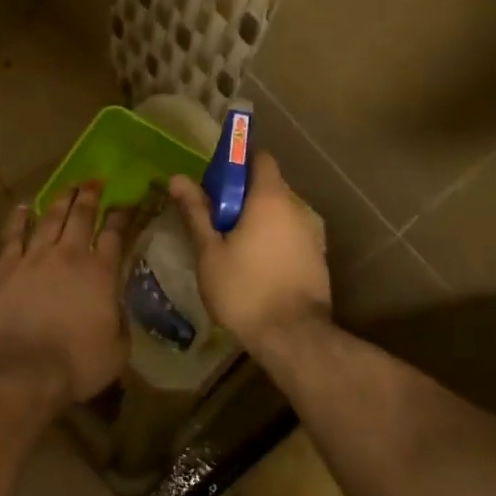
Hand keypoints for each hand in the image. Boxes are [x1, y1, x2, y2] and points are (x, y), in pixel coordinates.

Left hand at [0, 183, 131, 406]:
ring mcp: (34, 258)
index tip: (127, 201)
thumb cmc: (77, 365)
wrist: (21, 370)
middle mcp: (70, 256)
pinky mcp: (5, 267)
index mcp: (102, 273)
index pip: (115, 234)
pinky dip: (20, 218)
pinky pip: (13, 235)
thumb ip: (121, 320)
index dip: (122, 215)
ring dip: (61, 200)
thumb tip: (117, 305)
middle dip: (91, 196)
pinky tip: (25, 207)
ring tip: (69, 187)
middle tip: (95, 182)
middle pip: (82, 216)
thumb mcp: (118, 349)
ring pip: (50, 218)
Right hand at [167, 152, 330, 353]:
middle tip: (213, 217)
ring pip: (279, 214)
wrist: (293, 337)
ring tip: (230, 245)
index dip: (237, 162)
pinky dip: (271, 240)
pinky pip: (289, 236)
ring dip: (256, 220)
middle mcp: (296, 208)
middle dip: (241, 195)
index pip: (260, 158)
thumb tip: (178, 178)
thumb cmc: (244, 289)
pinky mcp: (316, 258)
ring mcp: (311, 234)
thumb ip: (196, 212)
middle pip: (268, 186)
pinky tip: (253, 265)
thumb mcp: (210, 252)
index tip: (214, 180)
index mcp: (269, 199)